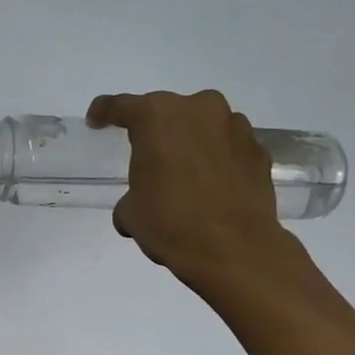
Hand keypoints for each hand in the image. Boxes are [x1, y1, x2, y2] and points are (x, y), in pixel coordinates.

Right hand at [86, 90, 287, 285]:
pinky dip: (217, 157)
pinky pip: (228, 146)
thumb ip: (131, 194)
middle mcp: (198, 109)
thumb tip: (138, 203)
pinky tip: (211, 183)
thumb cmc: (170, 222)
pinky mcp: (259, 150)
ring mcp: (234, 127)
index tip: (96, 120)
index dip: (104, 112)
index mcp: (156, 117)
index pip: (121, 106)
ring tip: (183, 171)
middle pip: (167, 111)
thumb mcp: (131, 211)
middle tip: (146, 153)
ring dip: (191, 140)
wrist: (234, 248)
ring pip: (203, 125)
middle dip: (156, 129)